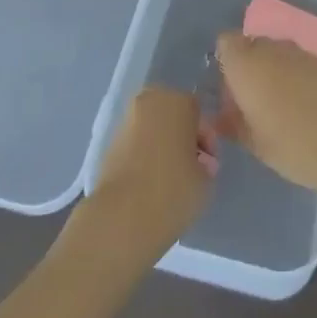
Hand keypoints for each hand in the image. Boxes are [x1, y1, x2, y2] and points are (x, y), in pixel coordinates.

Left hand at [82, 88, 215, 257]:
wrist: (122, 216)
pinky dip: (143, 155)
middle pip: (172, 114)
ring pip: (152, 127)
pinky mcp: (108, 143)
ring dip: (162, 145)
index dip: (205, 139)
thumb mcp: (206, 179)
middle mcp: (150, 102)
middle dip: (181, 136)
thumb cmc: (173, 190)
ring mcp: (126, 121)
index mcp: (178, 101)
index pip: (198, 113)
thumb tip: (199, 162)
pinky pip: (135, 143)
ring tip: (169, 178)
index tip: (208, 164)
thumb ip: (206, 163)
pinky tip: (149, 181)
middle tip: (190, 167)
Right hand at [214, 32, 316, 196]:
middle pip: (251, 44)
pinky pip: (299, 62)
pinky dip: (296, 76)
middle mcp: (271, 49)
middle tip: (250, 99)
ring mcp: (301, 53)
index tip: (228, 89)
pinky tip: (304, 104)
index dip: (225, 61)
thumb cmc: (294, 146)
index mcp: (246, 64)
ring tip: (278, 104)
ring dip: (273, 70)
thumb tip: (221, 116)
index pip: (226, 43)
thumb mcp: (254, 143)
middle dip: (248, 65)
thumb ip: (232, 124)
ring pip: (276, 52)